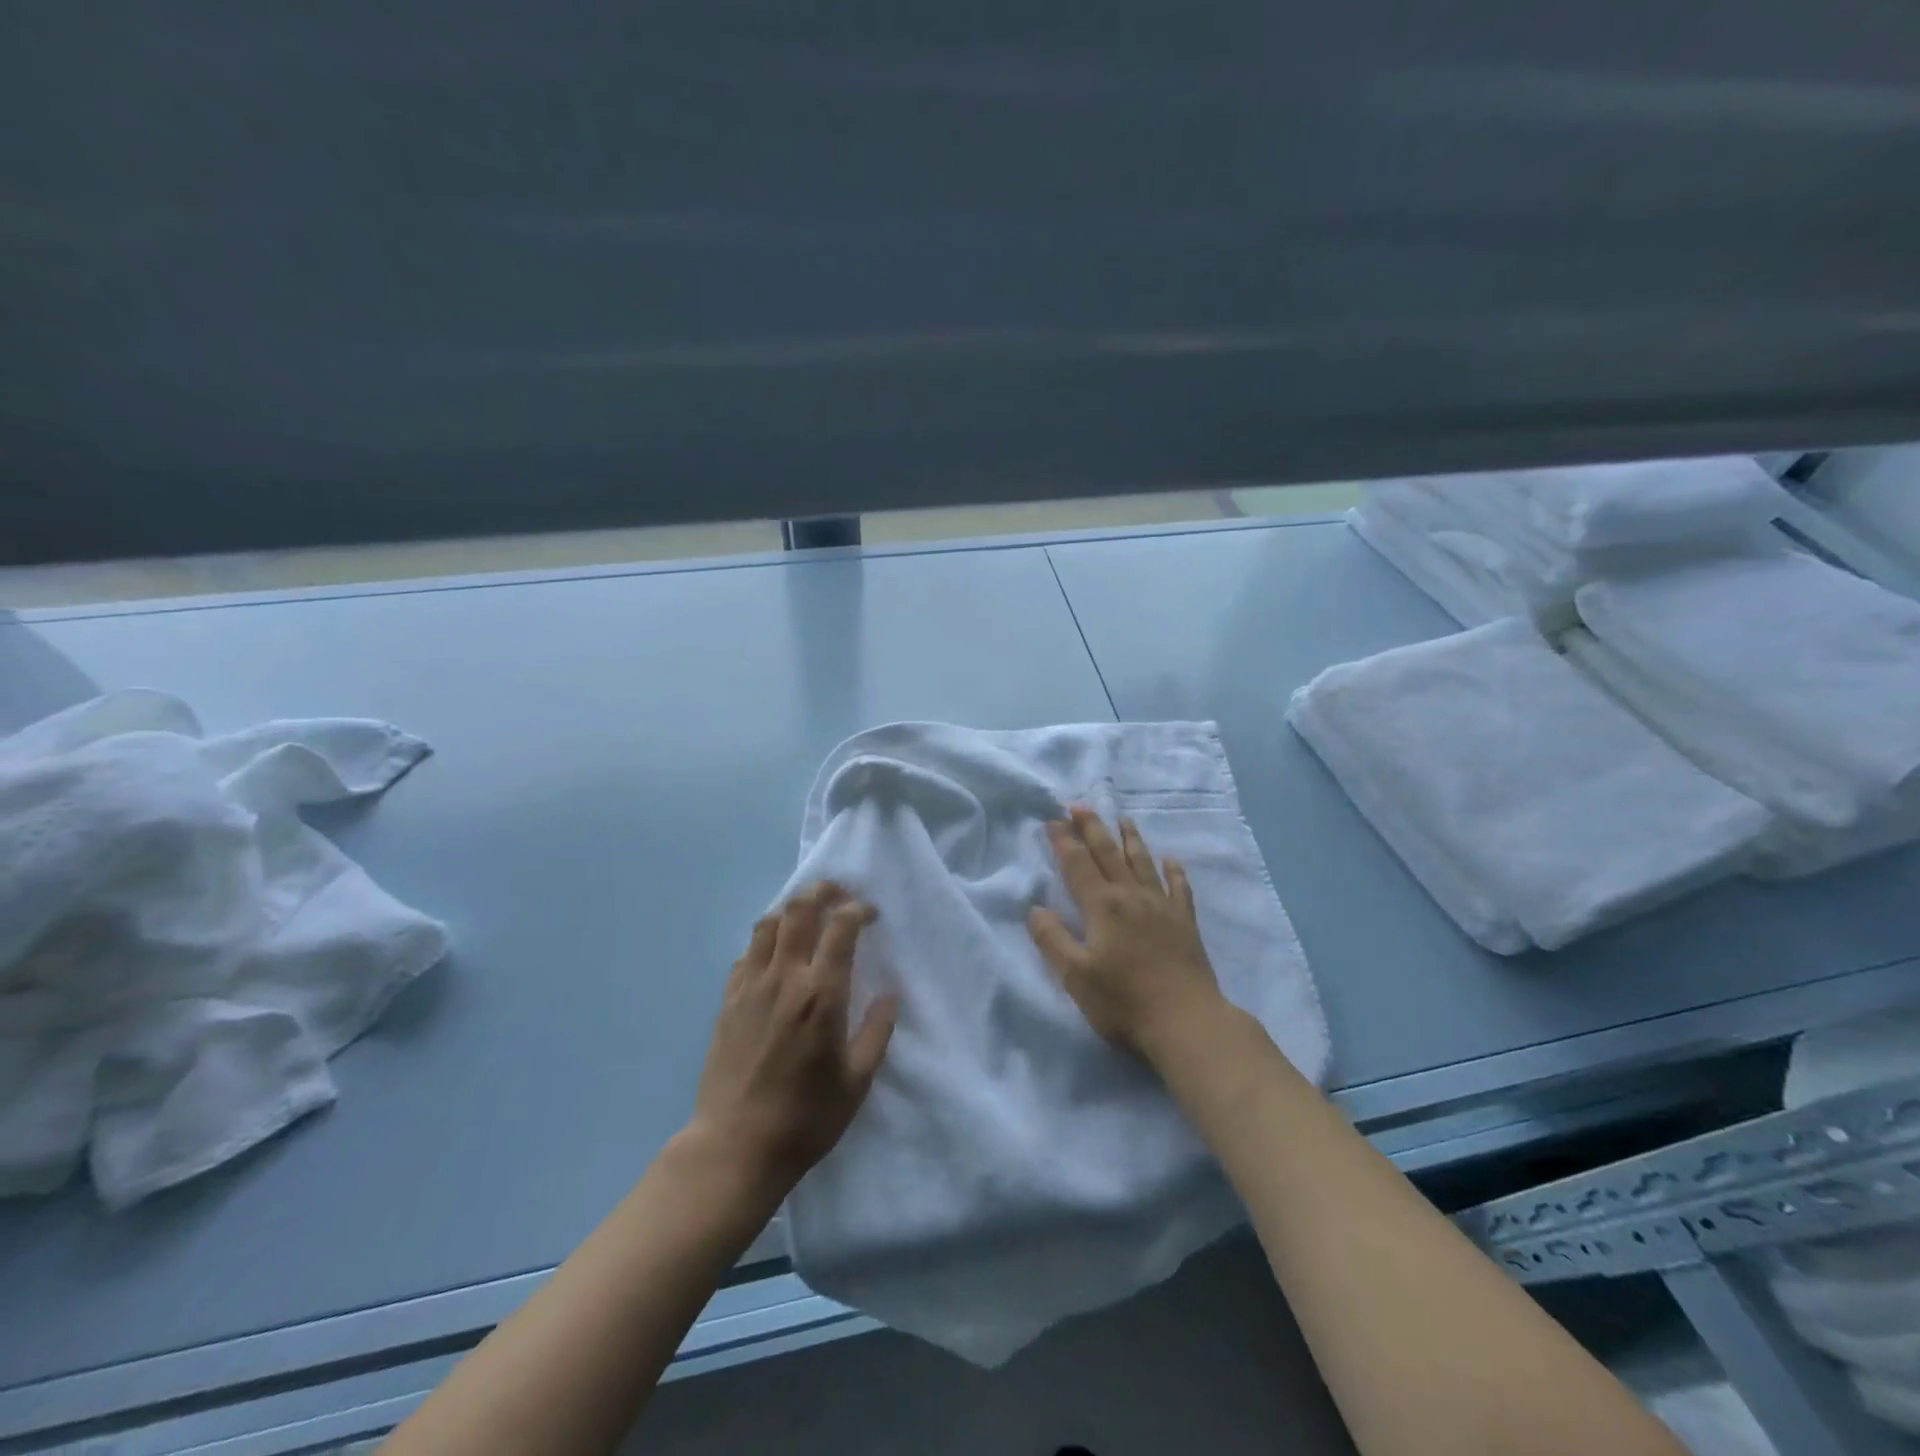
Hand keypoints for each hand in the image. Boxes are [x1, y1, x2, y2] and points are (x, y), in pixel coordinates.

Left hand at [690, 883, 897, 1188]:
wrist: (734, 1148)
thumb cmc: (805, 1118)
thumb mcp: (857, 1081)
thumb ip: (877, 1032)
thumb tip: (890, 996)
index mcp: (821, 993)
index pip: (840, 926)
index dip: (858, 909)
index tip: (871, 915)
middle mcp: (784, 978)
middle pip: (799, 909)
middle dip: (822, 891)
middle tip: (839, 895)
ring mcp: (750, 986)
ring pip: (768, 924)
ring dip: (791, 910)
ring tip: (808, 919)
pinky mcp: (728, 1001)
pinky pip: (746, 954)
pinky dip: (765, 942)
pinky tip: (776, 958)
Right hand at [1029, 807, 1224, 1057]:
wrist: (1187, 1022)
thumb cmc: (1124, 1001)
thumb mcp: (1076, 976)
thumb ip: (1053, 940)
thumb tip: (1035, 908)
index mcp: (1102, 906)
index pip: (1078, 864)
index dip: (1063, 841)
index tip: (1052, 820)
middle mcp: (1131, 896)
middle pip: (1108, 853)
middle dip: (1092, 827)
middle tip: (1080, 805)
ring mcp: (1162, 906)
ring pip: (1143, 862)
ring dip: (1130, 838)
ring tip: (1123, 818)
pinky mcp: (1185, 922)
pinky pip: (1179, 887)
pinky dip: (1174, 871)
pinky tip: (1171, 860)